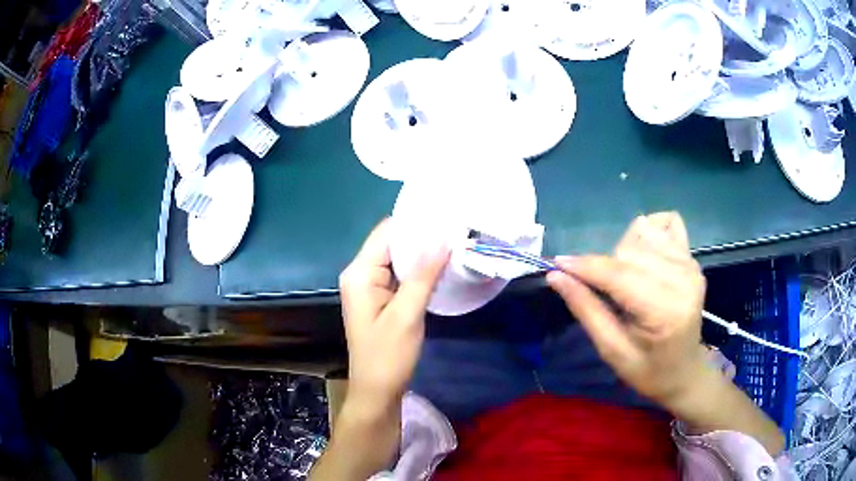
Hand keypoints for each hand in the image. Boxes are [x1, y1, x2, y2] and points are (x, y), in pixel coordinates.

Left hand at [339, 219, 449, 409]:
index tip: (446, 216)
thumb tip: (443, 238)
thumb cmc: (388, 356)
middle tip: (456, 230)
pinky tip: (440, 266)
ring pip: (397, 259)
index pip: (387, 233)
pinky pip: (399, 274)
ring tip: (453, 243)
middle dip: (422, 237)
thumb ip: (423, 274)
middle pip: (392, 243)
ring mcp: (369, 286)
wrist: (377, 390)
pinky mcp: (379, 298)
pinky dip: (418, 270)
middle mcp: (360, 273)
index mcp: (359, 273)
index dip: (415, 223)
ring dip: (422, 254)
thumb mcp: (407, 314)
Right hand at [547, 212, 707, 409]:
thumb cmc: (647, 370)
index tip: (557, 264)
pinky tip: (647, 257)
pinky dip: (649, 234)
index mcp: (665, 311)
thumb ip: (586, 309)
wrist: (684, 371)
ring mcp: (691, 265)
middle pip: (630, 249)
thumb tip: (556, 276)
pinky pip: (667, 223)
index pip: (620, 275)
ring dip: (626, 251)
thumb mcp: (611, 350)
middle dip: (606, 266)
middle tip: (605, 292)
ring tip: (627, 279)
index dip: (586, 267)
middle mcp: (683, 279)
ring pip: (644, 233)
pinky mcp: (693, 258)